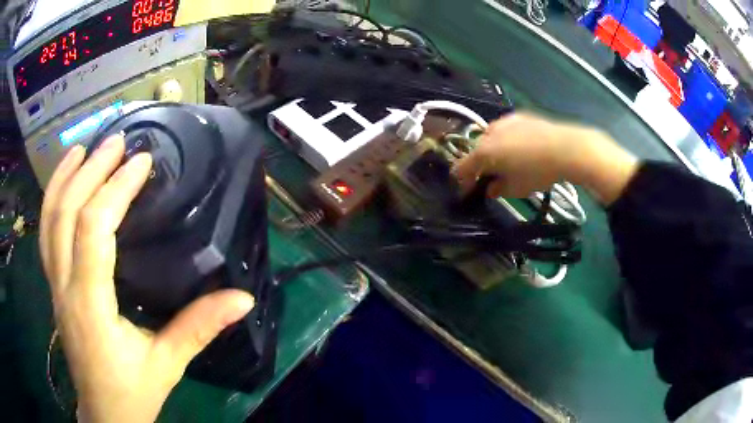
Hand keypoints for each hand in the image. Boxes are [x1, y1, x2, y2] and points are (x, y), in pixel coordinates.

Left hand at [40, 134, 255, 422]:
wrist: (104, 412)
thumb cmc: (133, 392)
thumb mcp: (168, 364)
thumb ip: (199, 328)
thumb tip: (242, 299)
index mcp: (90, 306)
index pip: (94, 231)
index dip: (115, 190)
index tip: (141, 162)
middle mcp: (64, 287)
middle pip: (66, 214)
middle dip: (91, 171)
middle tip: (118, 142)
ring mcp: (54, 284)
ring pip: (49, 220)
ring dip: (65, 178)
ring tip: (85, 147)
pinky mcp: (53, 285)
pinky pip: (46, 233)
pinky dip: (53, 199)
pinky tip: (64, 181)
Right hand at [453, 113, 637, 204]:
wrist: (567, 148)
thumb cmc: (538, 172)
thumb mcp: (516, 189)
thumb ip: (498, 189)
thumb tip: (490, 188)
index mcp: (483, 152)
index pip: (462, 168)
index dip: (463, 182)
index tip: (468, 192)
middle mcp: (488, 133)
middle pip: (476, 151)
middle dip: (480, 165)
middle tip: (490, 177)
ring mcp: (504, 121)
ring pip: (490, 137)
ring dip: (493, 150)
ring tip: (508, 161)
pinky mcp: (520, 115)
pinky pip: (506, 129)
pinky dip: (507, 139)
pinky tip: (521, 147)